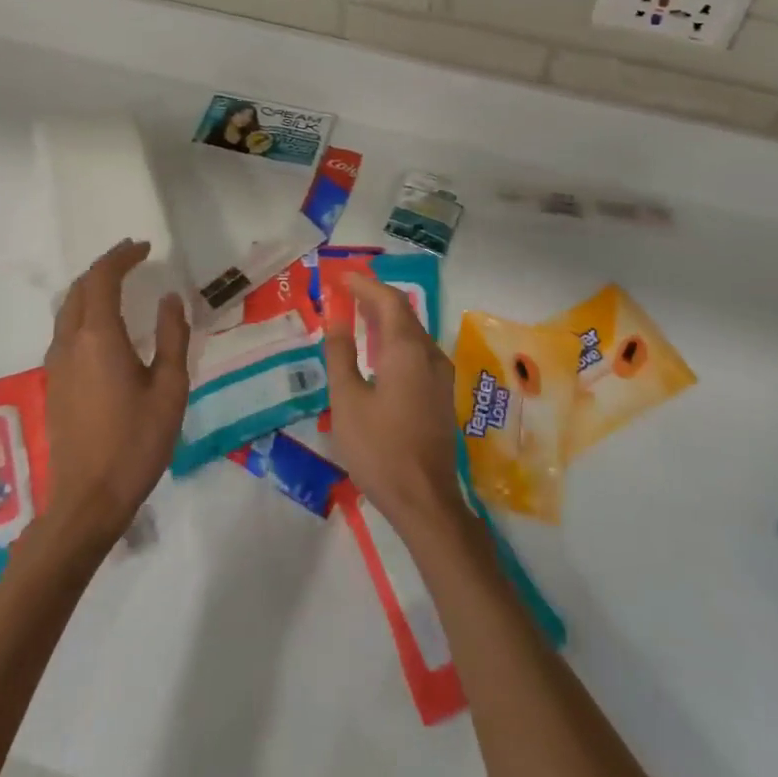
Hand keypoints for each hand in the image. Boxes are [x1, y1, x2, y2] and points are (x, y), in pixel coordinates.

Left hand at [38, 240, 189, 553]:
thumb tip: (170, 299)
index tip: (145, 247)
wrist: (88, 498)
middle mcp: (70, 342)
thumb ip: (172, 337)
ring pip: (68, 309)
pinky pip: (65, 329)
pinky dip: (84, 310)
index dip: (122, 257)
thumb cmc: (137, 441)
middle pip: (80, 288)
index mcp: (98, 337)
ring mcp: (56, 363)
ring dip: (91, 287)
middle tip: (133, 256)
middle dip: (105, 266)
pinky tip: (103, 324)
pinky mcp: (54, 383)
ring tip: (119, 282)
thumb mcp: (170, 387)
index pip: (103, 279)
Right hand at [322, 272, 466, 540]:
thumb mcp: (347, 401)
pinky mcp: (441, 394)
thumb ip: (340, 355)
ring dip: (386, 319)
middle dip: (375, 298)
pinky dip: (395, 340)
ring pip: (413, 332)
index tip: (342, 277)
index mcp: (407, 350)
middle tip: (346, 292)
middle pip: (403, 313)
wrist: (424, 500)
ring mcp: (440, 375)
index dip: (365, 285)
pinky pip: (418, 351)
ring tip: (357, 316)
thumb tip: (336, 320)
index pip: (388, 301)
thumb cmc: (379, 449)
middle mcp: (430, 354)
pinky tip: (378, 352)